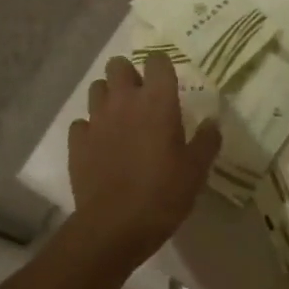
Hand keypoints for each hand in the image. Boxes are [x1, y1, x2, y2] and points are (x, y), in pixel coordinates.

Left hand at [67, 54, 220, 265]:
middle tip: (141, 97)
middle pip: (118, 65)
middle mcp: (124, 101)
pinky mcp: (76, 143)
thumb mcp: (196, 170)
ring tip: (120, 118)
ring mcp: (96, 120)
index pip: (157, 60)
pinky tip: (100, 145)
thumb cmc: (162, 194)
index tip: (168, 83)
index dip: (162, 66)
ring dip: (108, 96)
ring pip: (96, 88)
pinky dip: (90, 128)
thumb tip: (212, 122)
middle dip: (128, 74)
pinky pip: (81, 123)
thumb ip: (207, 140)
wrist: (113, 229)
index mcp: (157, 100)